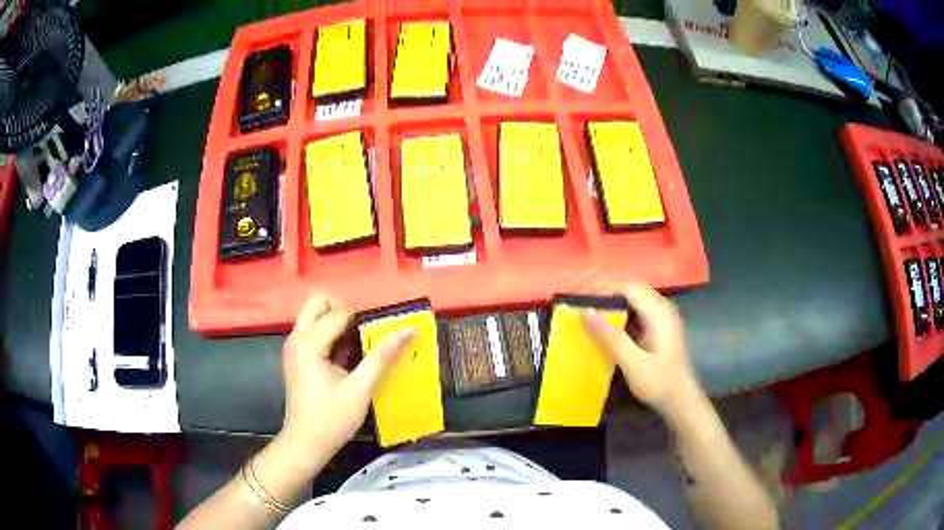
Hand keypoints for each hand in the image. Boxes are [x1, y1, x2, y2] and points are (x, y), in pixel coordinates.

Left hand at [280, 293, 414, 453]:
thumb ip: (382, 357)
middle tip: (364, 331)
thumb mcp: (360, 389)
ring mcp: (294, 348)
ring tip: (359, 347)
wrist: (305, 444)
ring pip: (314, 317)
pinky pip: (312, 333)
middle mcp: (297, 338)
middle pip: (318, 303)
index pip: (339, 314)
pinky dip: (330, 336)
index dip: (364, 319)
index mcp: (309, 343)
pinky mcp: (296, 358)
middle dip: (343, 309)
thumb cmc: (331, 419)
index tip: (383, 332)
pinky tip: (346, 360)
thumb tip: (407, 330)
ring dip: (337, 323)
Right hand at [582, 283, 703, 416]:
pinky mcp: (663, 330)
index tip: (584, 303)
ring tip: (595, 321)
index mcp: (659, 312)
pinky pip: (642, 314)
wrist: (682, 402)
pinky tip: (613, 334)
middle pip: (634, 291)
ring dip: (617, 308)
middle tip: (587, 313)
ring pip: (637, 302)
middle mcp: (664, 309)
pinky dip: (625, 318)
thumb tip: (586, 311)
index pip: (629, 287)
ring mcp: (665, 319)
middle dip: (610, 299)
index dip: (606, 291)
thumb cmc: (659, 383)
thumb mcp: (632, 363)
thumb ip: (610, 336)